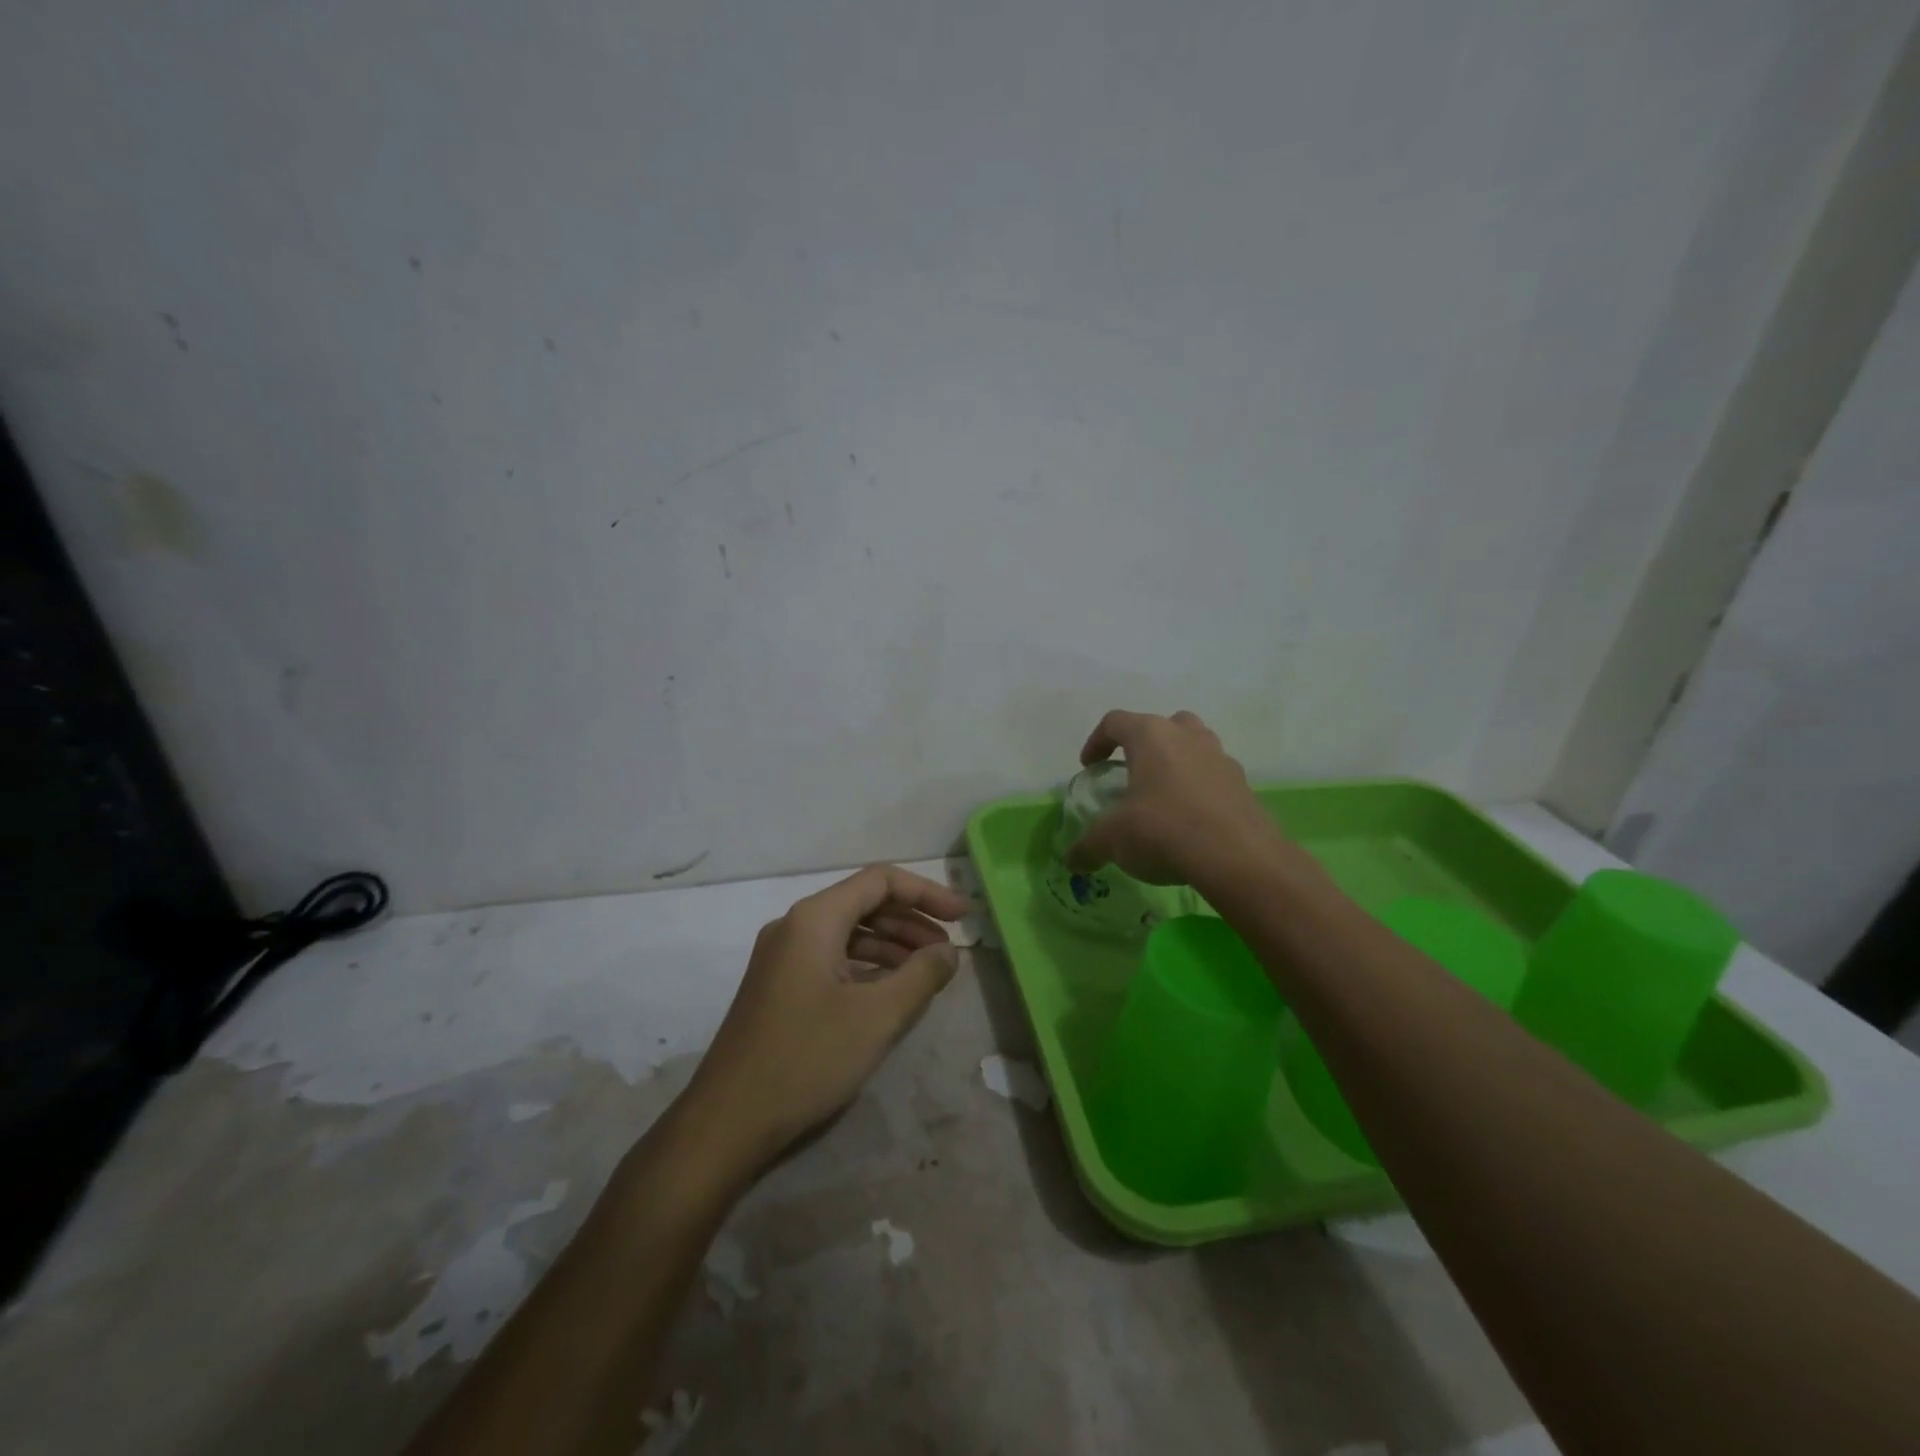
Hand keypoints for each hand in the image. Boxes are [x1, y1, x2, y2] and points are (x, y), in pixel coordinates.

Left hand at [683, 864, 969, 1174]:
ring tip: (928, 970)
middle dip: (911, 920)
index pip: (881, 881)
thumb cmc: (806, 1058)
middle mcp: (795, 926)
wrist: (727, 1121)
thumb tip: (948, 951)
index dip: (927, 893)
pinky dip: (868, 965)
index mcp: (814, 919)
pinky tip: (891, 990)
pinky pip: (832, 958)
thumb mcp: (877, 1017)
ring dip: (892, 944)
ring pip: (849, 932)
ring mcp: (783, 956)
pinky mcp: (779, 985)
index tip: (964, 916)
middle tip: (949, 948)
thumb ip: (921, 975)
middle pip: (864, 903)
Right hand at [1066, 709, 1288, 887]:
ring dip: (1177, 764)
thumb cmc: (1163, 830)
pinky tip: (1191, 822)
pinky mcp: (1244, 786)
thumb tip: (1072, 859)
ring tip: (1163, 797)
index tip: (1090, 767)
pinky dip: (1200, 791)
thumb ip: (1087, 846)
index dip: (1096, 741)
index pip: (1115, 722)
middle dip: (1145, 745)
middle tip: (1133, 773)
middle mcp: (1188, 736)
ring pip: (1194, 747)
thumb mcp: (1112, 840)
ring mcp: (1221, 758)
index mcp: (1151, 736)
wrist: (1238, 857)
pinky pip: (1214, 777)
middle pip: (1162, 725)